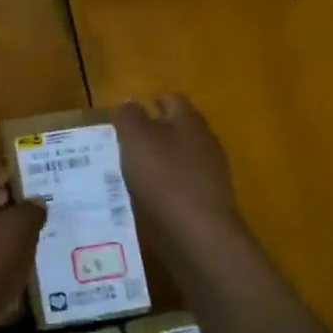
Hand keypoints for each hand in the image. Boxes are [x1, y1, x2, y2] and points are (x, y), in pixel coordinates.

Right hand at [111, 94, 243, 248]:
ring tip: (129, 176)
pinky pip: (181, 186)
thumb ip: (128, 116)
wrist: (199, 234)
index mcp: (189, 119)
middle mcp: (204, 141)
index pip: (170, 98)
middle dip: (151, 134)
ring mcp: (211, 173)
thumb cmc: (164, 177)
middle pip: (176, 129)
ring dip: (157, 163)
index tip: (123, 119)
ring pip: (178, 158)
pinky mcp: (209, 201)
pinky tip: (147, 201)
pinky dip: (165, 189)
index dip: (147, 104)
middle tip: (122, 147)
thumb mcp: (135, 138)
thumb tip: (127, 104)